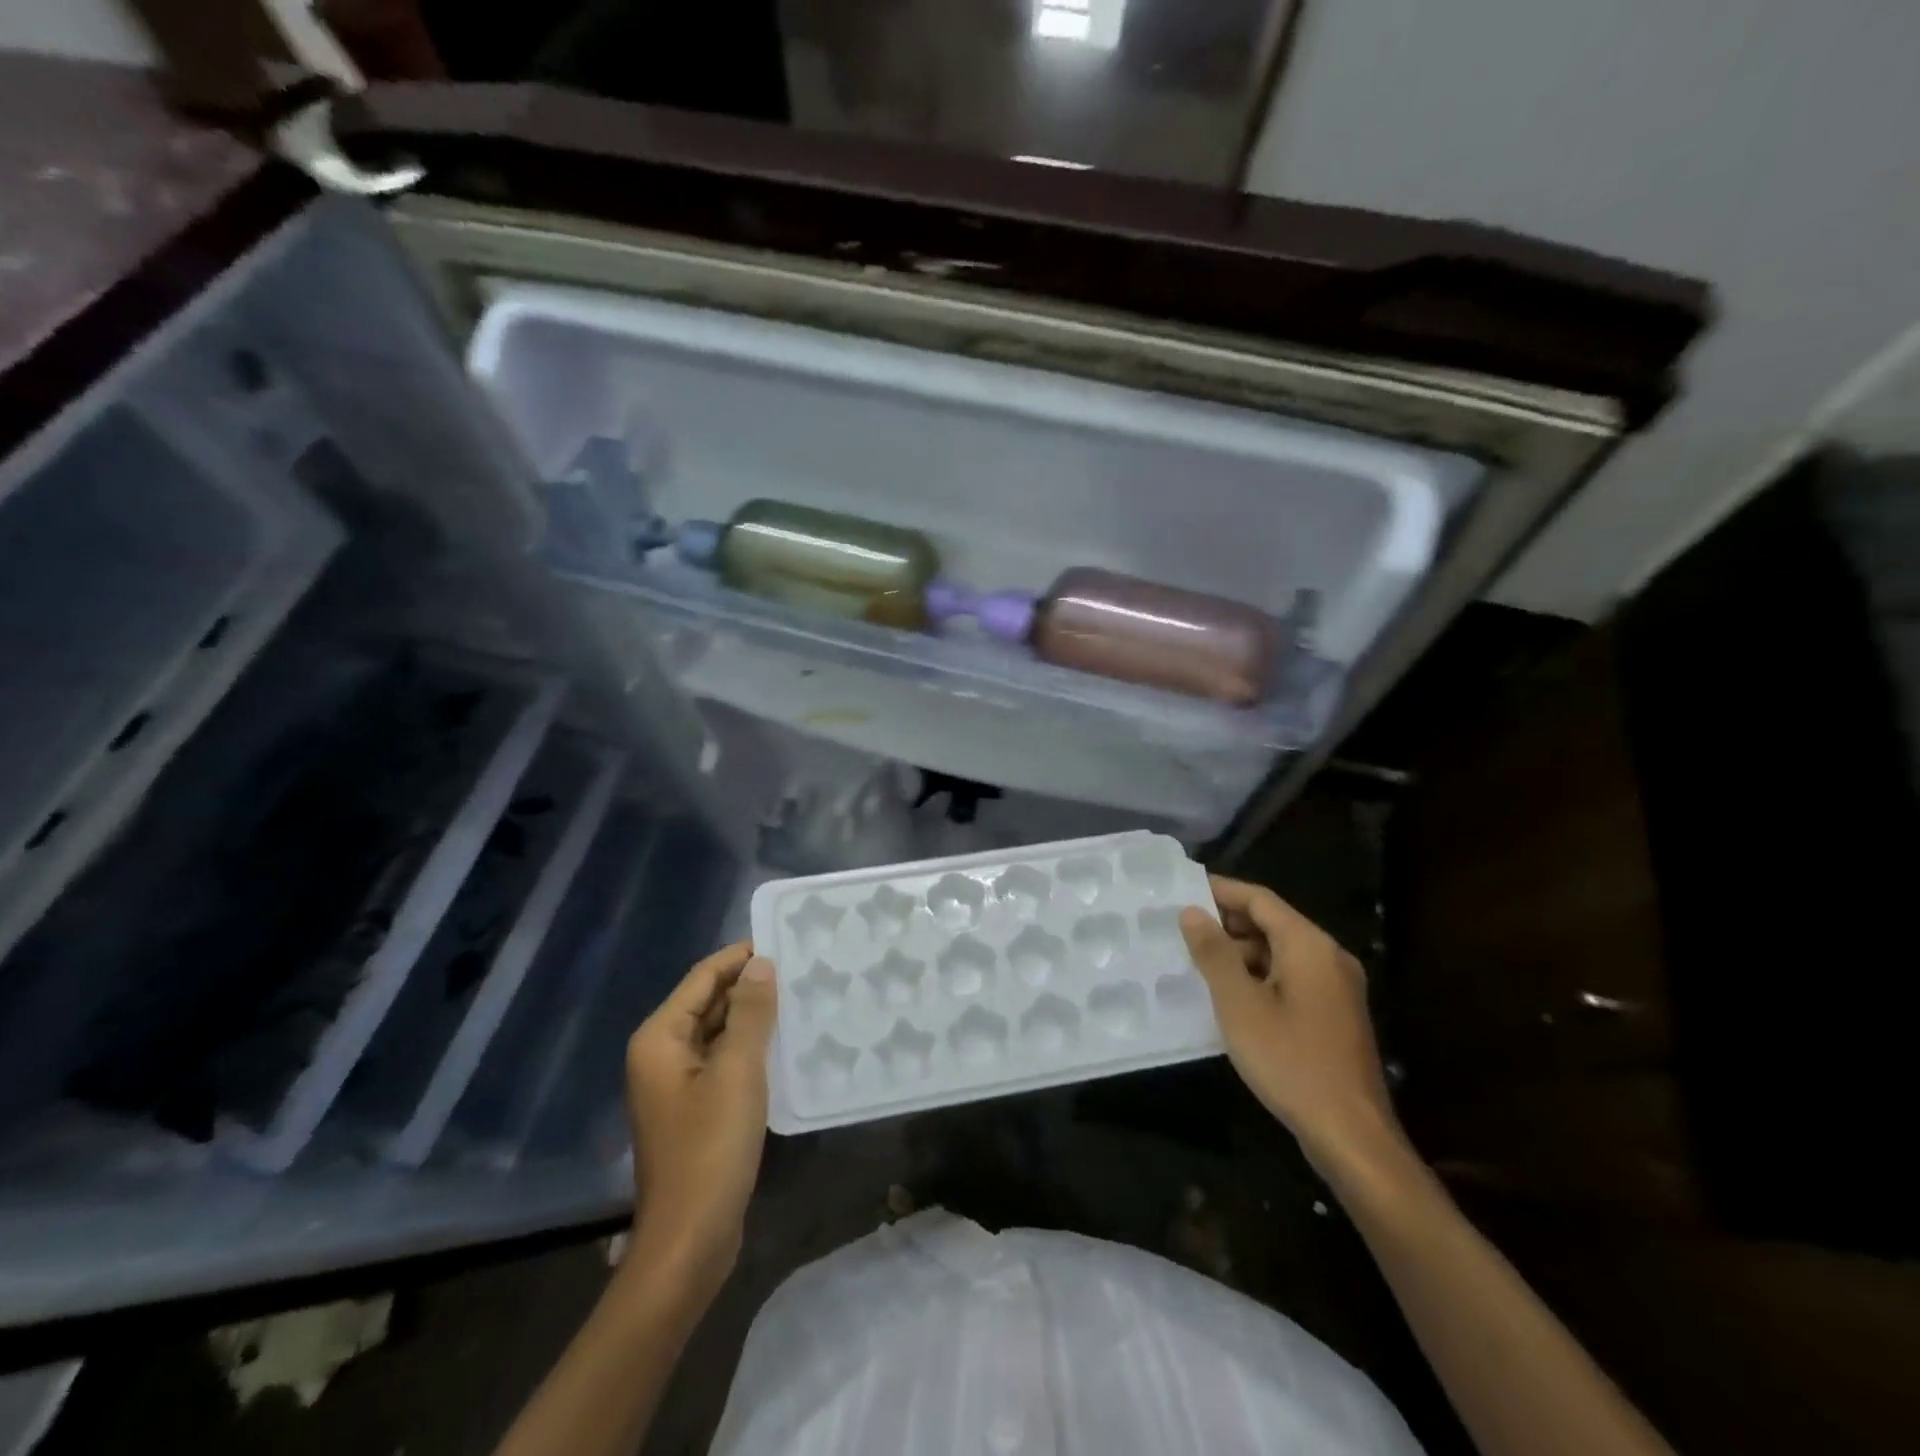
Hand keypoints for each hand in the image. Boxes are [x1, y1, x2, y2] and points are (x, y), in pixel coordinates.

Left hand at [624, 942, 776, 1293]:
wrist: (689, 1241)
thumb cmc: (710, 1149)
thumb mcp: (737, 1072)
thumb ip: (749, 1013)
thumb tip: (761, 963)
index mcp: (660, 1038)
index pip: (704, 977)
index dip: (742, 955)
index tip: (786, 940)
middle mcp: (662, 1054)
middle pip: (709, 1002)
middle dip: (752, 985)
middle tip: (803, 968)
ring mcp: (678, 1084)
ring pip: (720, 1032)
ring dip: (755, 1016)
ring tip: (803, 997)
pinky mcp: (696, 1108)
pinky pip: (725, 1061)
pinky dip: (752, 1048)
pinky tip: (788, 1044)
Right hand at [1180, 877, 1408, 1181]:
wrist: (1351, 1135)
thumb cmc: (1290, 1061)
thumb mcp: (1239, 1004)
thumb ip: (1214, 953)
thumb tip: (1192, 912)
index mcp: (1309, 945)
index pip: (1260, 899)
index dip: (1220, 890)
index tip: (1182, 889)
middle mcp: (1329, 956)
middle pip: (1273, 923)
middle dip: (1227, 923)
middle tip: (1181, 928)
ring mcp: (1337, 987)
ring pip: (1281, 952)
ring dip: (1241, 952)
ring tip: (1197, 963)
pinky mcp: (1335, 1014)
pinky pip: (1291, 978)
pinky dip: (1259, 976)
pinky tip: (1230, 995)